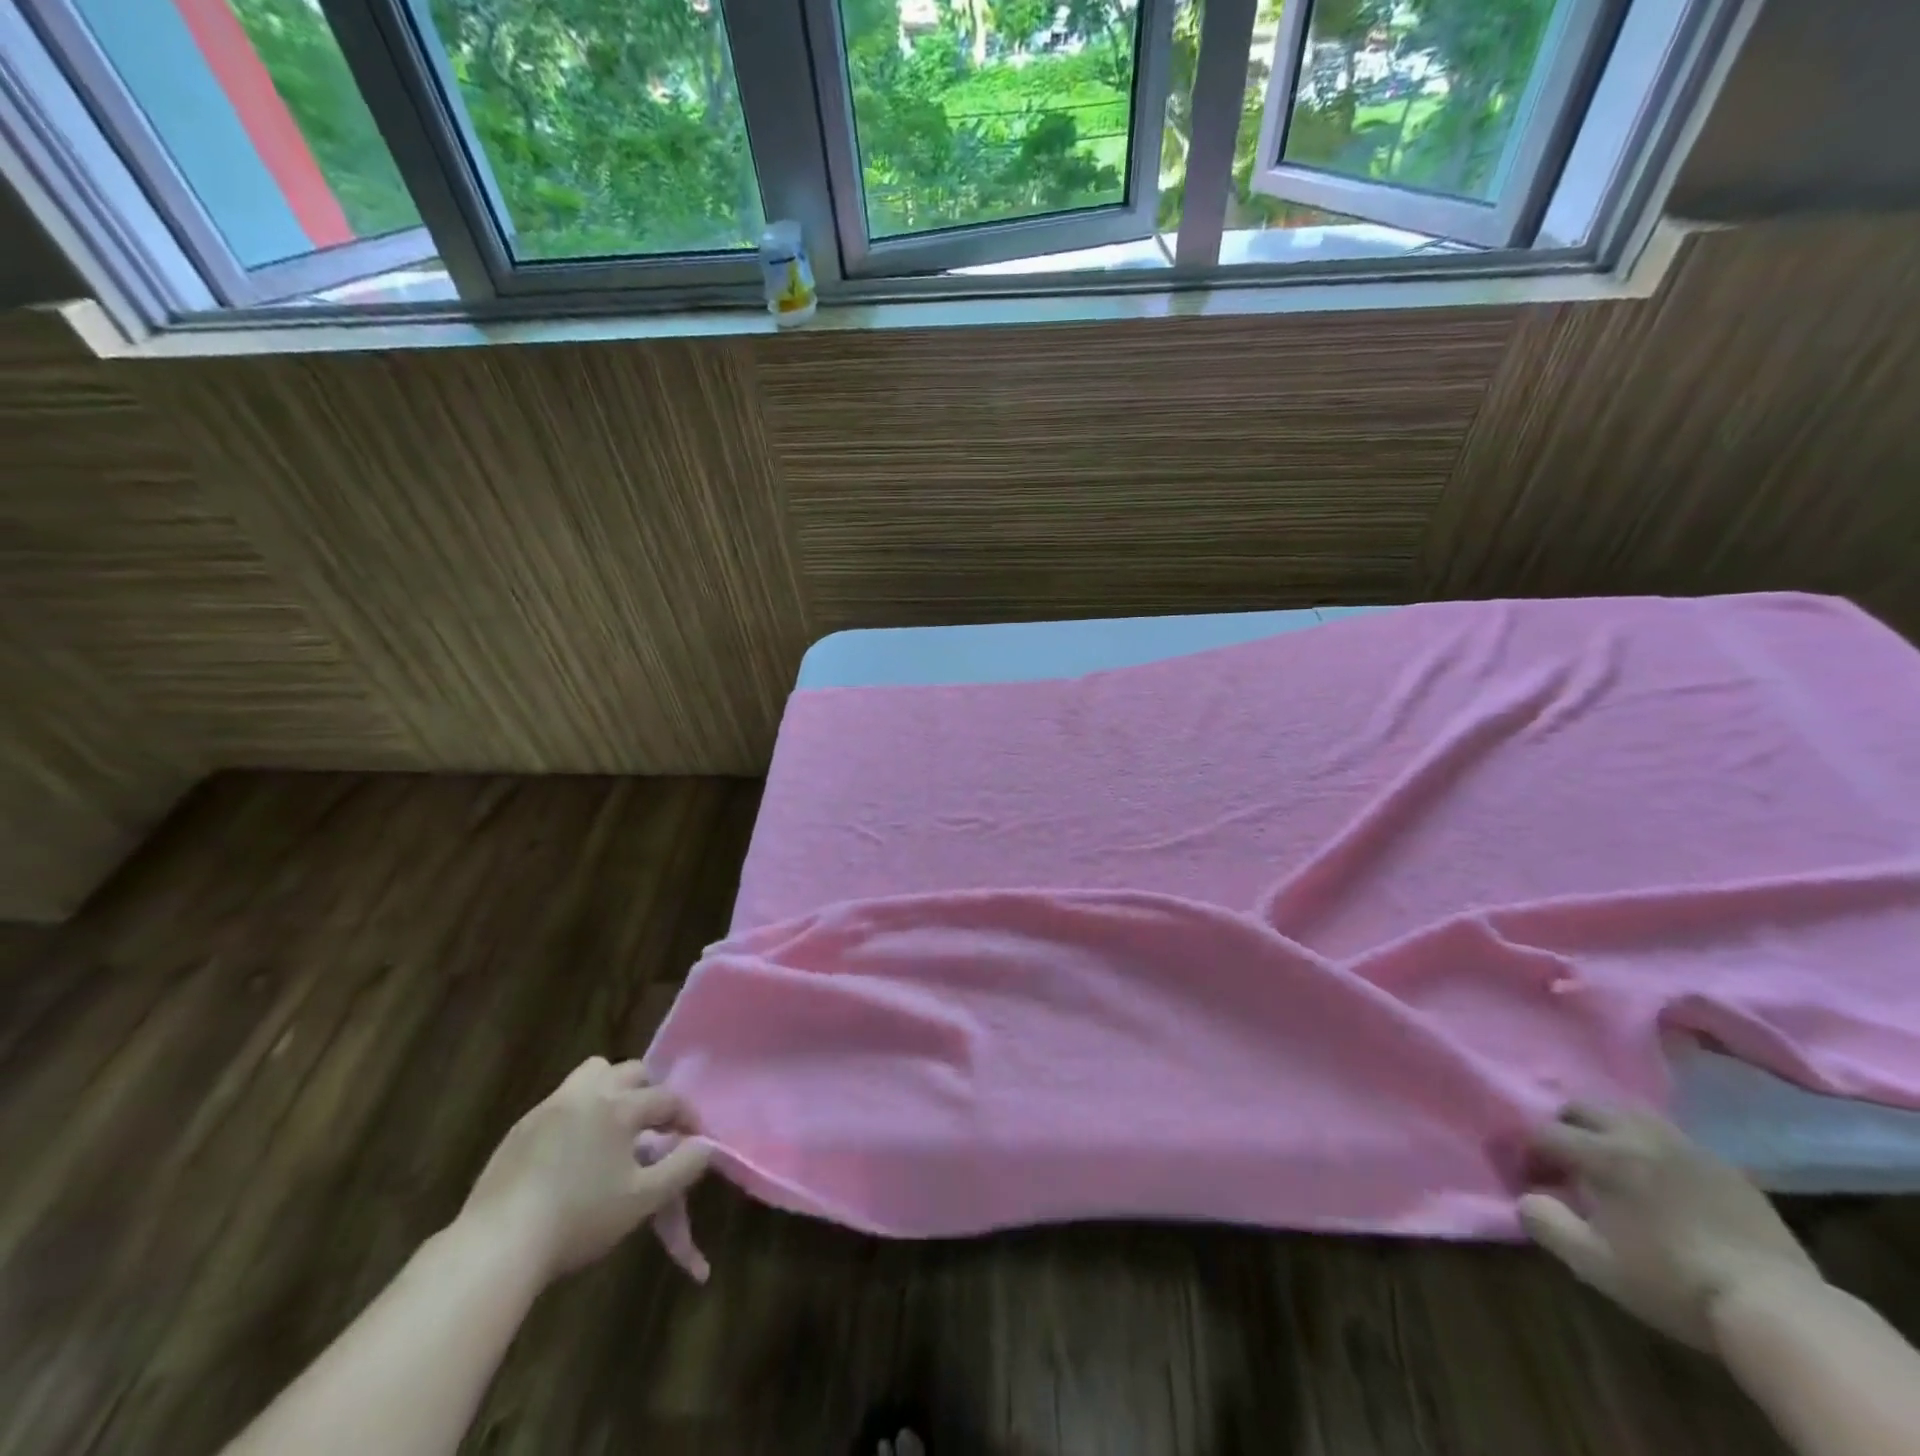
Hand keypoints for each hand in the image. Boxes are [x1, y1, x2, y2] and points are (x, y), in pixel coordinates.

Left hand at [459, 1057, 709, 1283]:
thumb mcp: (643, 1200)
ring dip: (612, 1089)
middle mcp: (588, 1093)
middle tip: (655, 1128)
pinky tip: (575, 1150)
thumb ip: (683, 1168)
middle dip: (651, 1093)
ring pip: (593, 1073)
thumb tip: (706, 1145)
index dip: (687, 1117)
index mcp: (620, 1106)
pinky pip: (563, 1101)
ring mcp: (550, 1106)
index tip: (695, 1140)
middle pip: (631, 1071)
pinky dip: (580, 1112)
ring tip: (615, 1126)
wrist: (497, 1245)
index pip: (667, 1099)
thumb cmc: (579, 1219)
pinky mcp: (522, 1126)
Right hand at [1520, 1103, 1821, 1350]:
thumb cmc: (1673, 1283)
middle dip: (1565, 1127)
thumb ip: (1545, 1221)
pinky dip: (1651, 1146)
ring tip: (1611, 1161)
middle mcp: (1638, 1135)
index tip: (1533, 1181)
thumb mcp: (1594, 1262)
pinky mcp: (1725, 1166)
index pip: (1544, 1133)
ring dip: (1608, 1128)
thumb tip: (1525, 1197)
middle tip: (1568, 1163)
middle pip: (1583, 1106)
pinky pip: (1672, 1138)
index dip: (1529, 1154)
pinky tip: (1661, 1179)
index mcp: (1602, 1153)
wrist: (1781, 1311)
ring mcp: (1687, 1147)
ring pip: (1629, 1112)